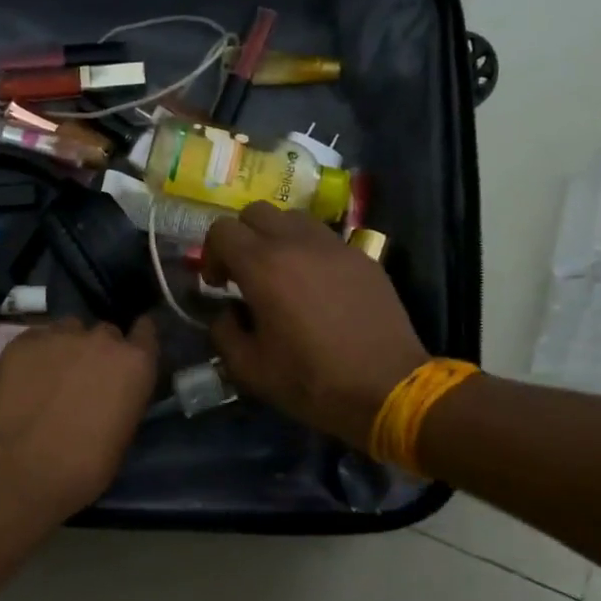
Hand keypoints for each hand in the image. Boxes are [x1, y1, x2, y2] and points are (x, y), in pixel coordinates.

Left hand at [0, 316, 160, 521]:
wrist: (17, 470)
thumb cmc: (82, 467)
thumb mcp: (122, 436)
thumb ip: (124, 399)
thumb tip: (113, 393)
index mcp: (134, 363)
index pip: (146, 331)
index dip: (138, 341)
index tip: (131, 352)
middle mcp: (101, 339)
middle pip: (106, 333)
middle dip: (100, 351)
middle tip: (86, 377)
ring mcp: (59, 335)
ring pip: (70, 331)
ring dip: (68, 348)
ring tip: (53, 375)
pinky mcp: (23, 341)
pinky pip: (38, 339)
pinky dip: (37, 354)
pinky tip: (26, 378)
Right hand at [202, 205, 428, 450]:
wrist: (388, 388)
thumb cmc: (311, 380)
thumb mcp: (249, 369)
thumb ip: (224, 332)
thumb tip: (226, 312)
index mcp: (263, 266)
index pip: (222, 230)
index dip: (211, 253)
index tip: (218, 284)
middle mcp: (297, 243)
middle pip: (256, 212)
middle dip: (242, 237)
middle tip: (245, 273)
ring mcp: (335, 246)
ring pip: (293, 218)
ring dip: (277, 238)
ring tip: (282, 274)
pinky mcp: (363, 257)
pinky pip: (325, 238)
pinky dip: (310, 251)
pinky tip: (317, 287)